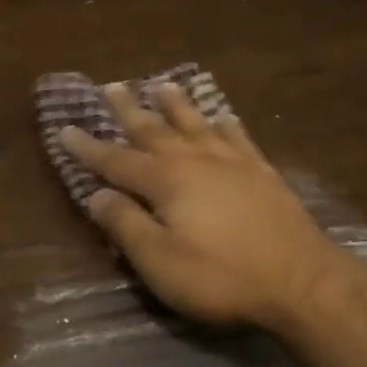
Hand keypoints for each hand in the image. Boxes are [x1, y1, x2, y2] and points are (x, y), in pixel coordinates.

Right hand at [59, 82, 344, 329]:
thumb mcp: (159, 260)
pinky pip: (237, 137)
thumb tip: (97, 195)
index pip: (116, 160)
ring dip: (176, 104)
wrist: (302, 282)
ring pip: (196, 124)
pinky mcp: (263, 174)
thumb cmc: (221, 276)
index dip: (88, 147)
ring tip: (162, 84)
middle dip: (129, 110)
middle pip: (155, 130)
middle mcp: (196, 161)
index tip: (64, 128)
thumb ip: (125, 224)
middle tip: (111, 86)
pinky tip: (222, 116)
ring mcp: (234, 164)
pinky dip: (224, 124)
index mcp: (166, 181)